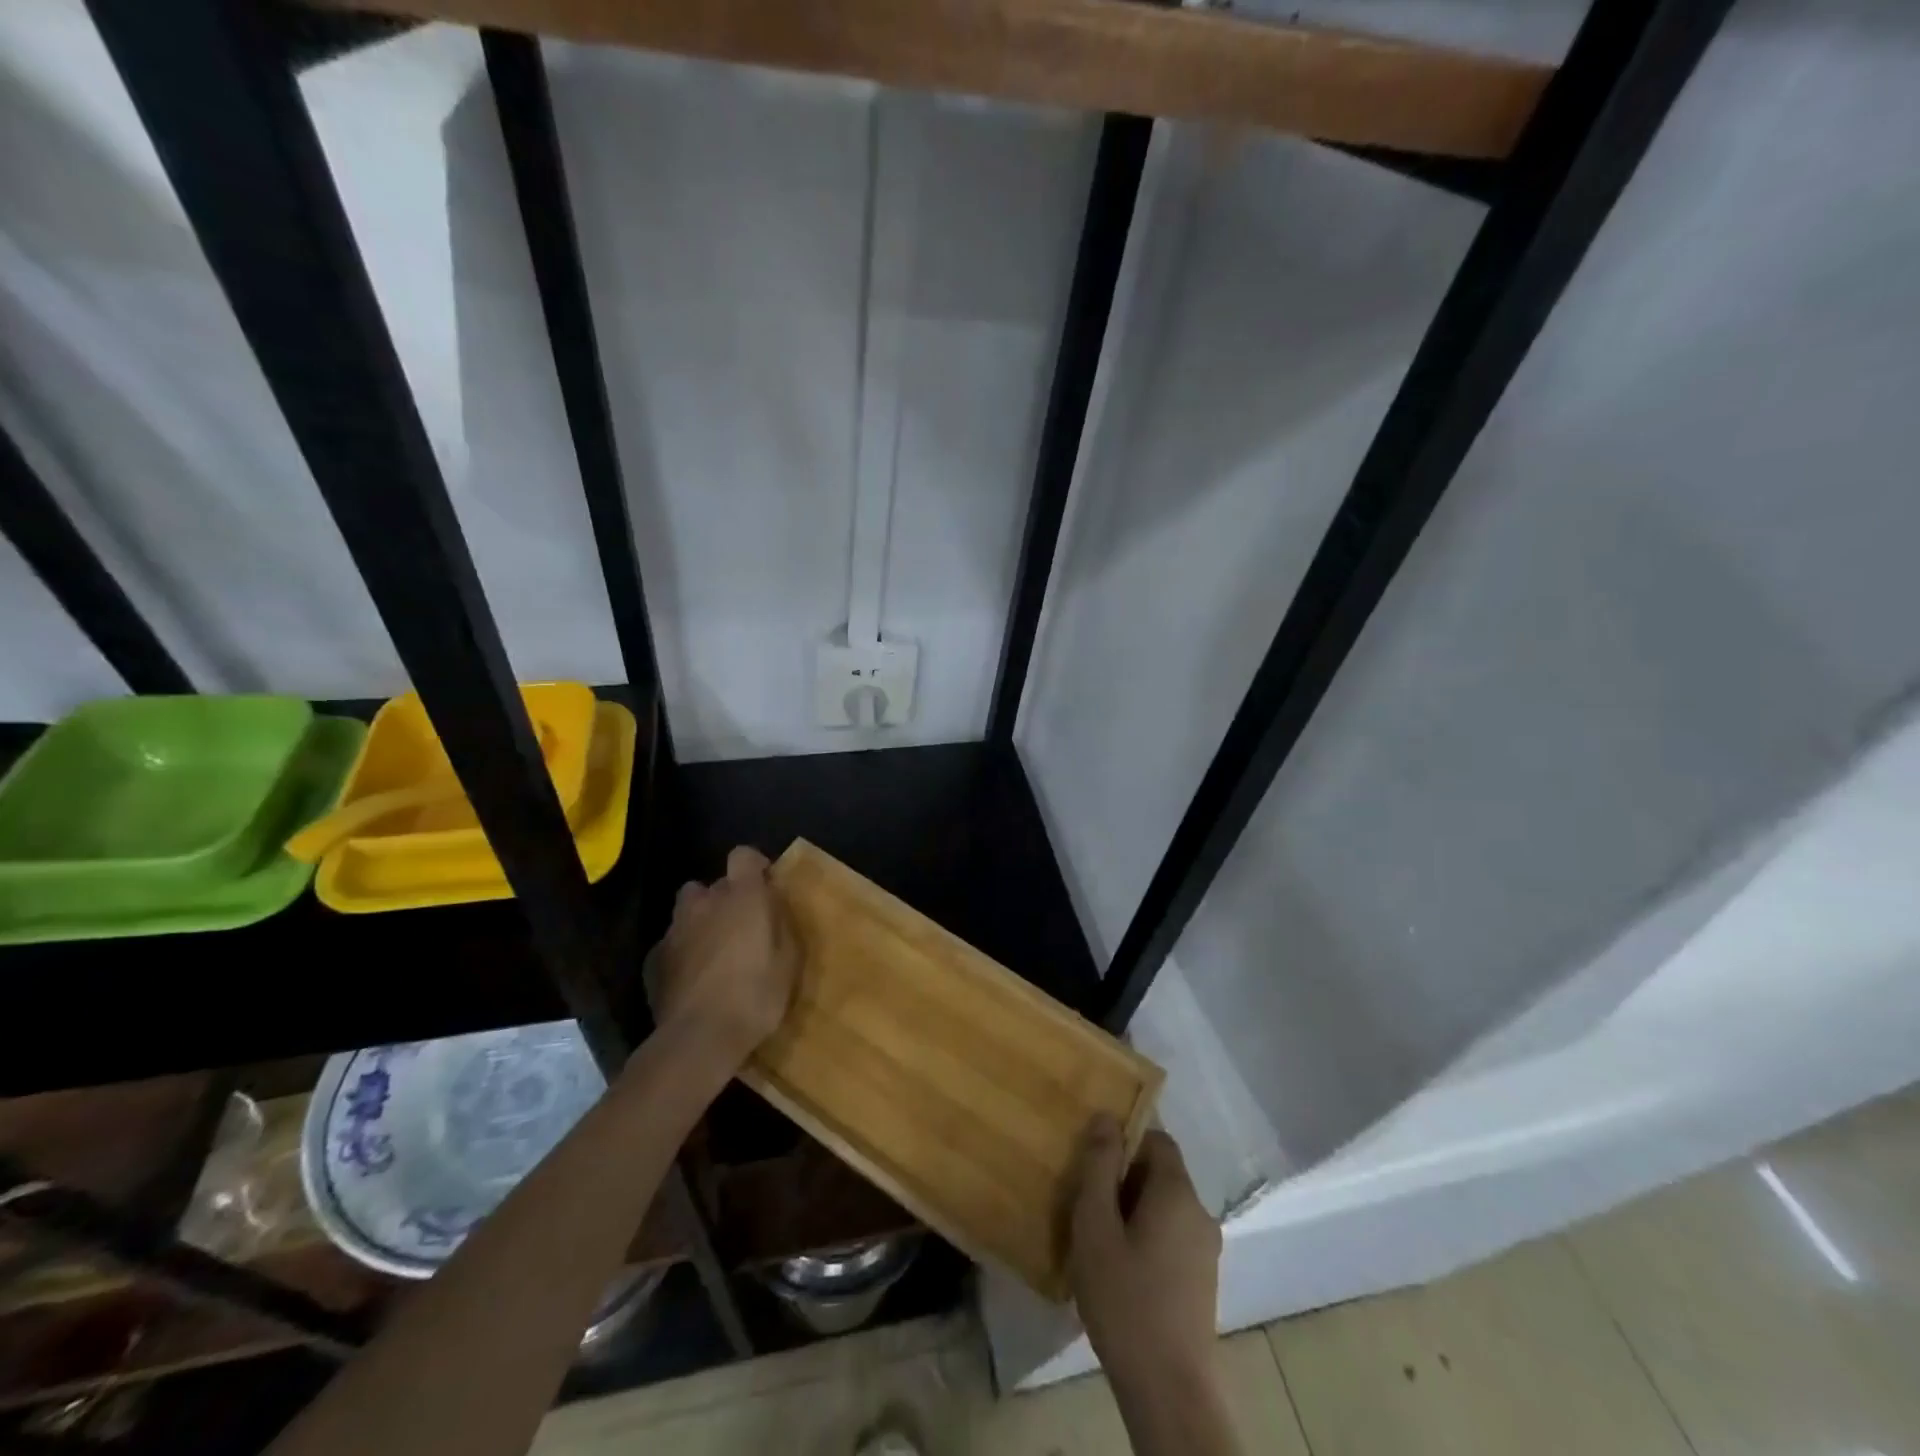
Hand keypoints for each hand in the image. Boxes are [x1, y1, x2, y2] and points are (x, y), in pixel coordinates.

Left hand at [651, 846, 798, 1069]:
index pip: (743, 855)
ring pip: (687, 911)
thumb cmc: (756, 994)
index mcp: (742, 896)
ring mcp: (674, 930)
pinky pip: (672, 943)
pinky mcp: (654, 959)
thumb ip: (781, 923)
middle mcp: (704, 903)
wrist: (700, 1037)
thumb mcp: (790, 959)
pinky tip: (694, 979)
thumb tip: (772, 905)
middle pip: (712, 885)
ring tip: (715, 951)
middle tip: (742, 927)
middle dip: (726, 899)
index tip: (765, 887)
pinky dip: (683, 952)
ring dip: (701, 922)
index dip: (754, 866)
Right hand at [1067, 1118, 1220, 1381]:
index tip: (1093, 1157)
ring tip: (1096, 1234)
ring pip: (1164, 1207)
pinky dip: (1146, 1236)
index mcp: (1178, 1192)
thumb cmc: (1125, 1300)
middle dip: (1123, 1177)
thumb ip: (1099, 1167)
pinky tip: (1118, 1267)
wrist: (1169, 1392)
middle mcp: (1199, 1213)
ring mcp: (1206, 1250)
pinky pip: (1171, 1236)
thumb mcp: (1096, 1226)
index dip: (1125, 1139)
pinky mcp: (1202, 1281)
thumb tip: (1106, 1116)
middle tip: (1086, 1198)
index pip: (1157, 1138)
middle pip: (1160, 1173)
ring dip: (1132, 1209)